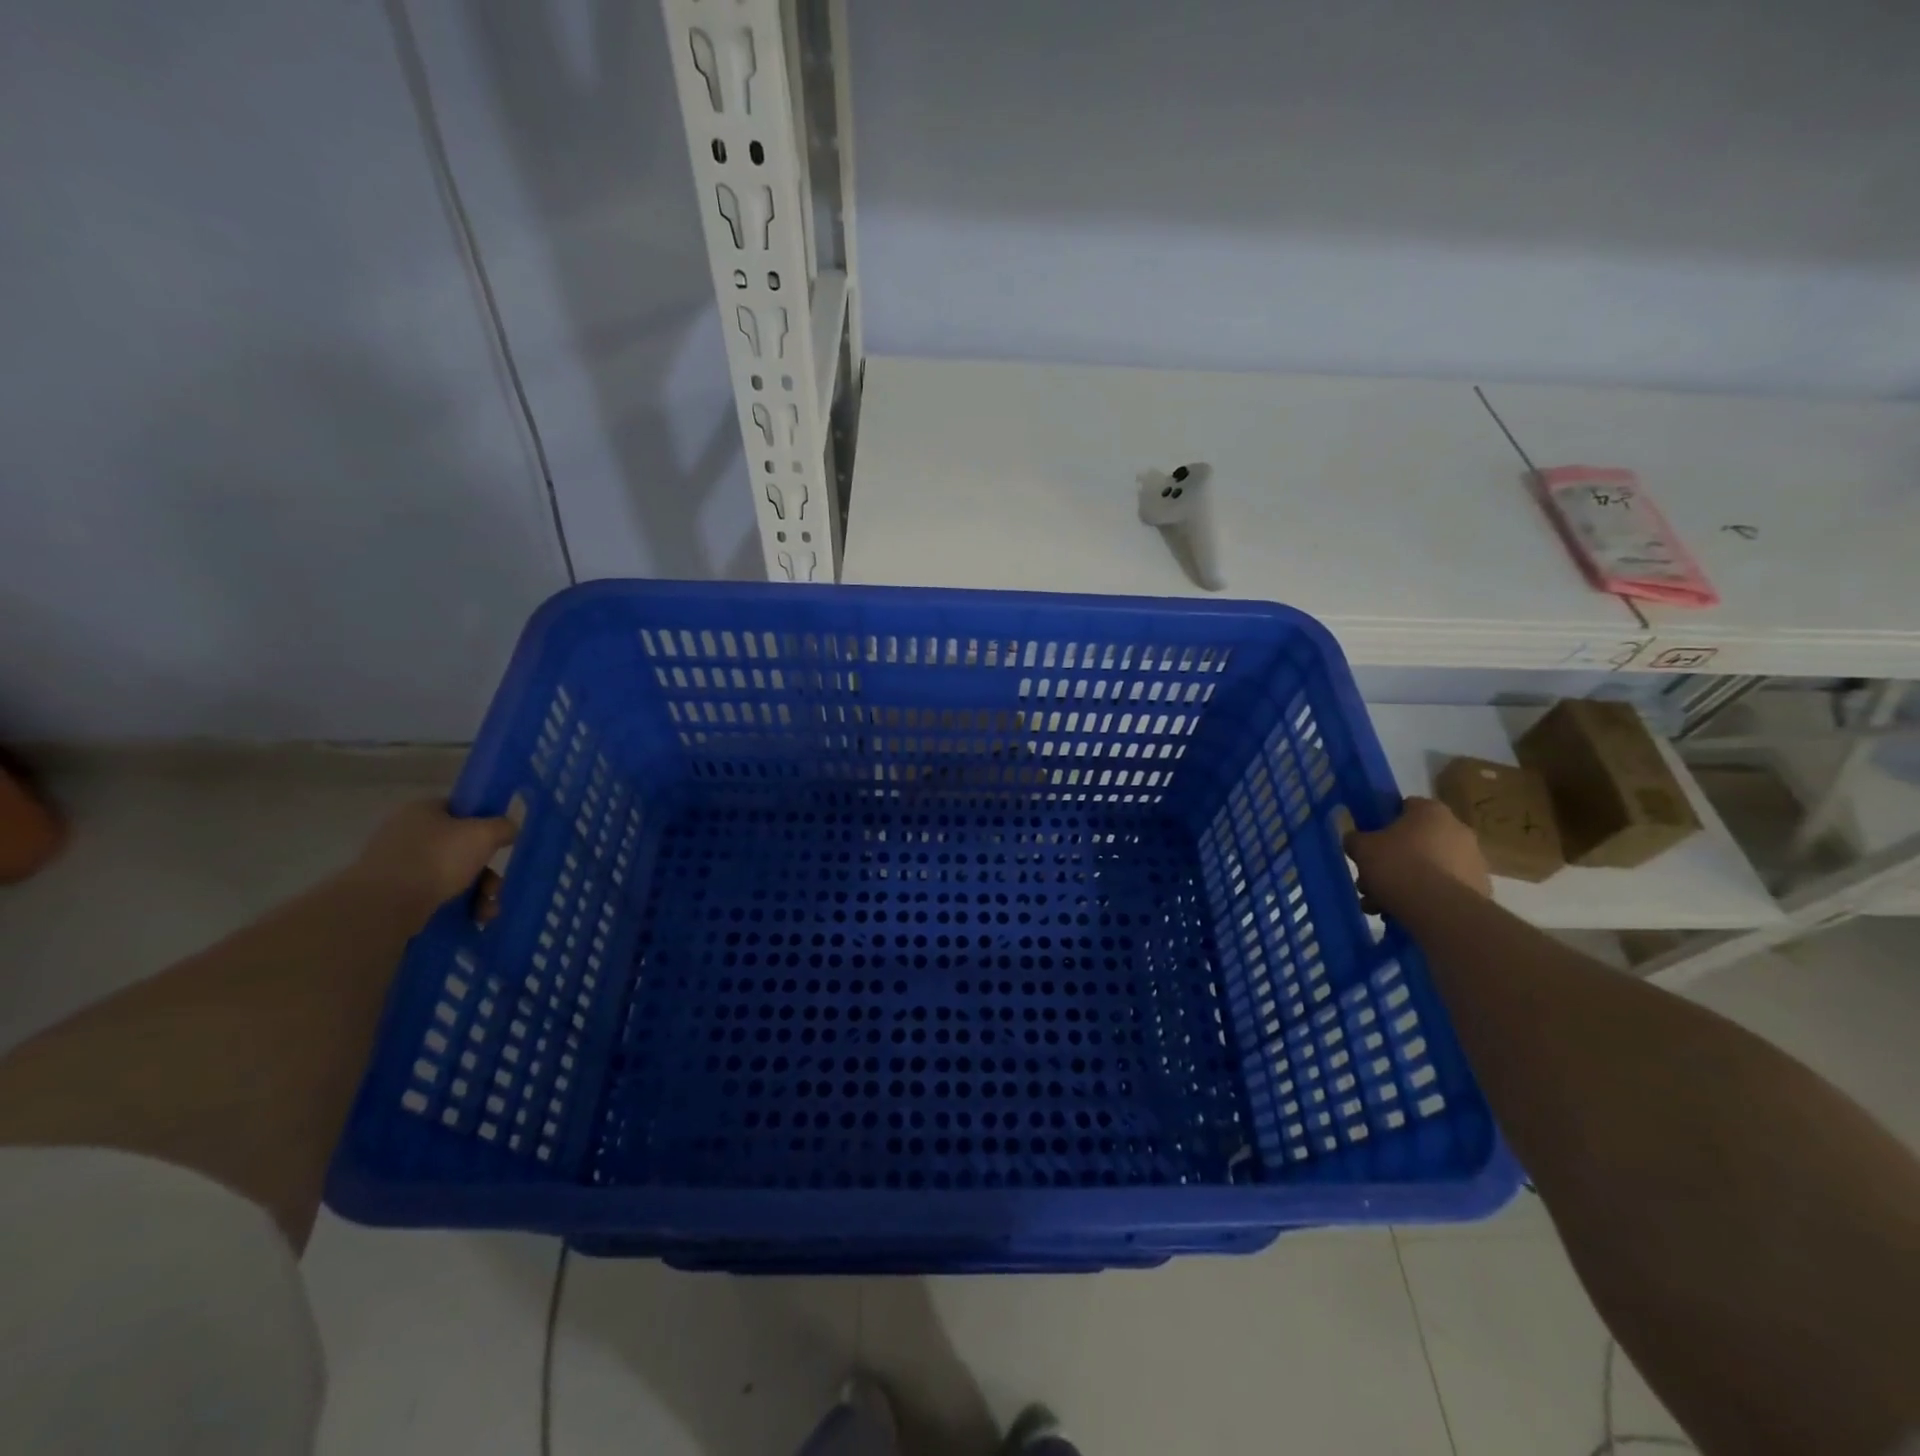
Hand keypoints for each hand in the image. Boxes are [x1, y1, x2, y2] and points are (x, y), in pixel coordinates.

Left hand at [347, 798, 517, 919]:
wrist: (383, 905)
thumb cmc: (437, 859)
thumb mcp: (484, 834)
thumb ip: (503, 826)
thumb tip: (508, 829)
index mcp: (423, 810)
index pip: (461, 809)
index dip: (484, 824)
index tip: (500, 843)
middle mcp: (406, 833)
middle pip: (461, 847)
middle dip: (486, 871)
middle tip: (496, 888)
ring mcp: (396, 864)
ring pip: (451, 874)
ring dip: (477, 893)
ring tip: (487, 912)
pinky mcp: (392, 893)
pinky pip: (434, 895)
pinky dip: (457, 906)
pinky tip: (472, 919)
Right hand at [1344, 797, 1491, 911]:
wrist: (1440, 909)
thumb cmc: (1398, 865)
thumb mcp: (1361, 848)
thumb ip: (1355, 839)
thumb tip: (1356, 840)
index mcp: (1431, 811)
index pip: (1404, 807)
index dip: (1383, 823)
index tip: (1370, 842)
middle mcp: (1458, 829)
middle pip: (1416, 841)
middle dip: (1392, 861)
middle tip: (1370, 881)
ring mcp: (1473, 861)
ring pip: (1428, 868)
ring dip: (1405, 883)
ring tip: (1380, 906)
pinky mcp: (1480, 889)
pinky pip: (1443, 889)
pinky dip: (1425, 899)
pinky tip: (1403, 913)